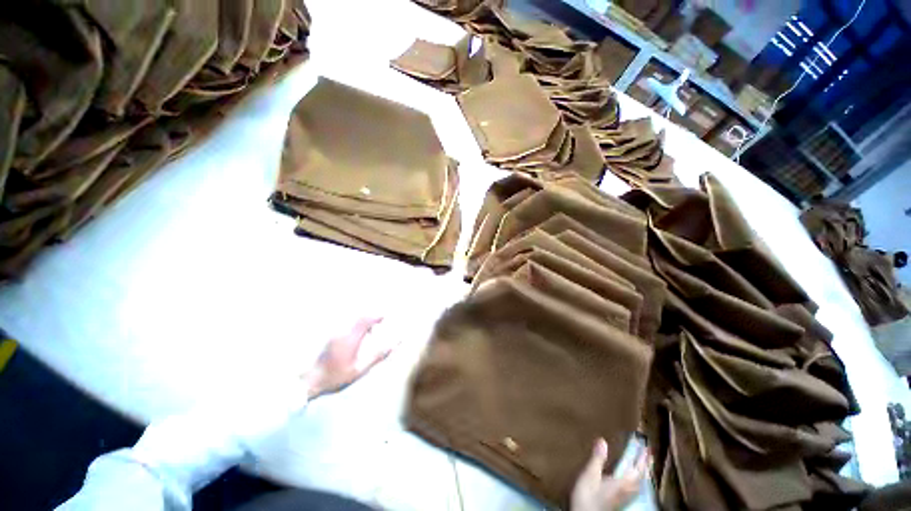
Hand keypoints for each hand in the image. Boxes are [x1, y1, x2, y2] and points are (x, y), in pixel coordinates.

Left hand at [301, 317, 391, 398]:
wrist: (308, 382)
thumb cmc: (336, 377)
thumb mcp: (360, 370)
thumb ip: (378, 356)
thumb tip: (394, 345)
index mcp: (350, 338)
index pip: (366, 319)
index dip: (378, 316)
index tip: (386, 319)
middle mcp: (342, 331)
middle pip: (361, 316)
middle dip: (373, 318)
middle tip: (381, 325)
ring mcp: (335, 333)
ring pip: (354, 319)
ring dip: (365, 322)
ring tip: (371, 333)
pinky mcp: (331, 336)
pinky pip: (348, 325)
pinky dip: (357, 326)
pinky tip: (358, 338)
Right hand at [571, 438, 648, 510]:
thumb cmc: (588, 495)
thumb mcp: (590, 475)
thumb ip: (598, 459)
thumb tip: (603, 440)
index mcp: (623, 483)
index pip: (638, 469)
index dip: (643, 458)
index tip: (647, 447)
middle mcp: (628, 490)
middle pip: (641, 477)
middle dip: (645, 465)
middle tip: (648, 453)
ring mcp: (625, 497)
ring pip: (639, 483)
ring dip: (642, 472)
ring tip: (642, 463)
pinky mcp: (620, 501)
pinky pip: (634, 487)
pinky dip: (636, 479)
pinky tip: (632, 479)